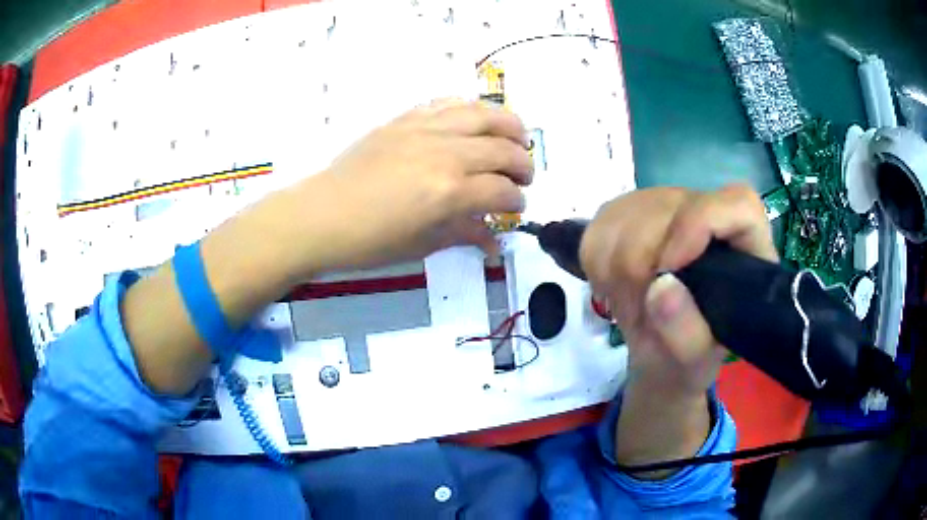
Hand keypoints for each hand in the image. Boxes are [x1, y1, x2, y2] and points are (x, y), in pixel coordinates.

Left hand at [270, 100, 532, 278]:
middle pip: (503, 148)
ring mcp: (424, 129)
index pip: (502, 190)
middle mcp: (445, 153)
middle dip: (522, 165)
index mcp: (450, 192)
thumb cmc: (369, 241)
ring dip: (509, 125)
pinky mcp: (406, 119)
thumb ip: (464, 234)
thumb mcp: (422, 244)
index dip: (516, 201)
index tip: (515, 208)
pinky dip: (470, 108)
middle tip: (523, 177)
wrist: (321, 214)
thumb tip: (493, 241)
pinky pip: (448, 103)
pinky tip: (476, 120)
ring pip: (483, 114)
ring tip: (516, 138)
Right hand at [580, 184, 775, 397]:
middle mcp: (710, 213)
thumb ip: (684, 332)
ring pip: (627, 213)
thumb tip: (659, 287)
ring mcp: (668, 205)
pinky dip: (596, 263)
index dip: (698, 225)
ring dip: (614, 271)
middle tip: (637, 314)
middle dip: (640, 268)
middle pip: (668, 210)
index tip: (665, 270)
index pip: (736, 205)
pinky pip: (600, 224)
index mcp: (746, 249)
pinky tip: (613, 287)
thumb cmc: (686, 357)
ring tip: (629, 305)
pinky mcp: (631, 208)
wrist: (659, 353)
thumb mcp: (691, 362)